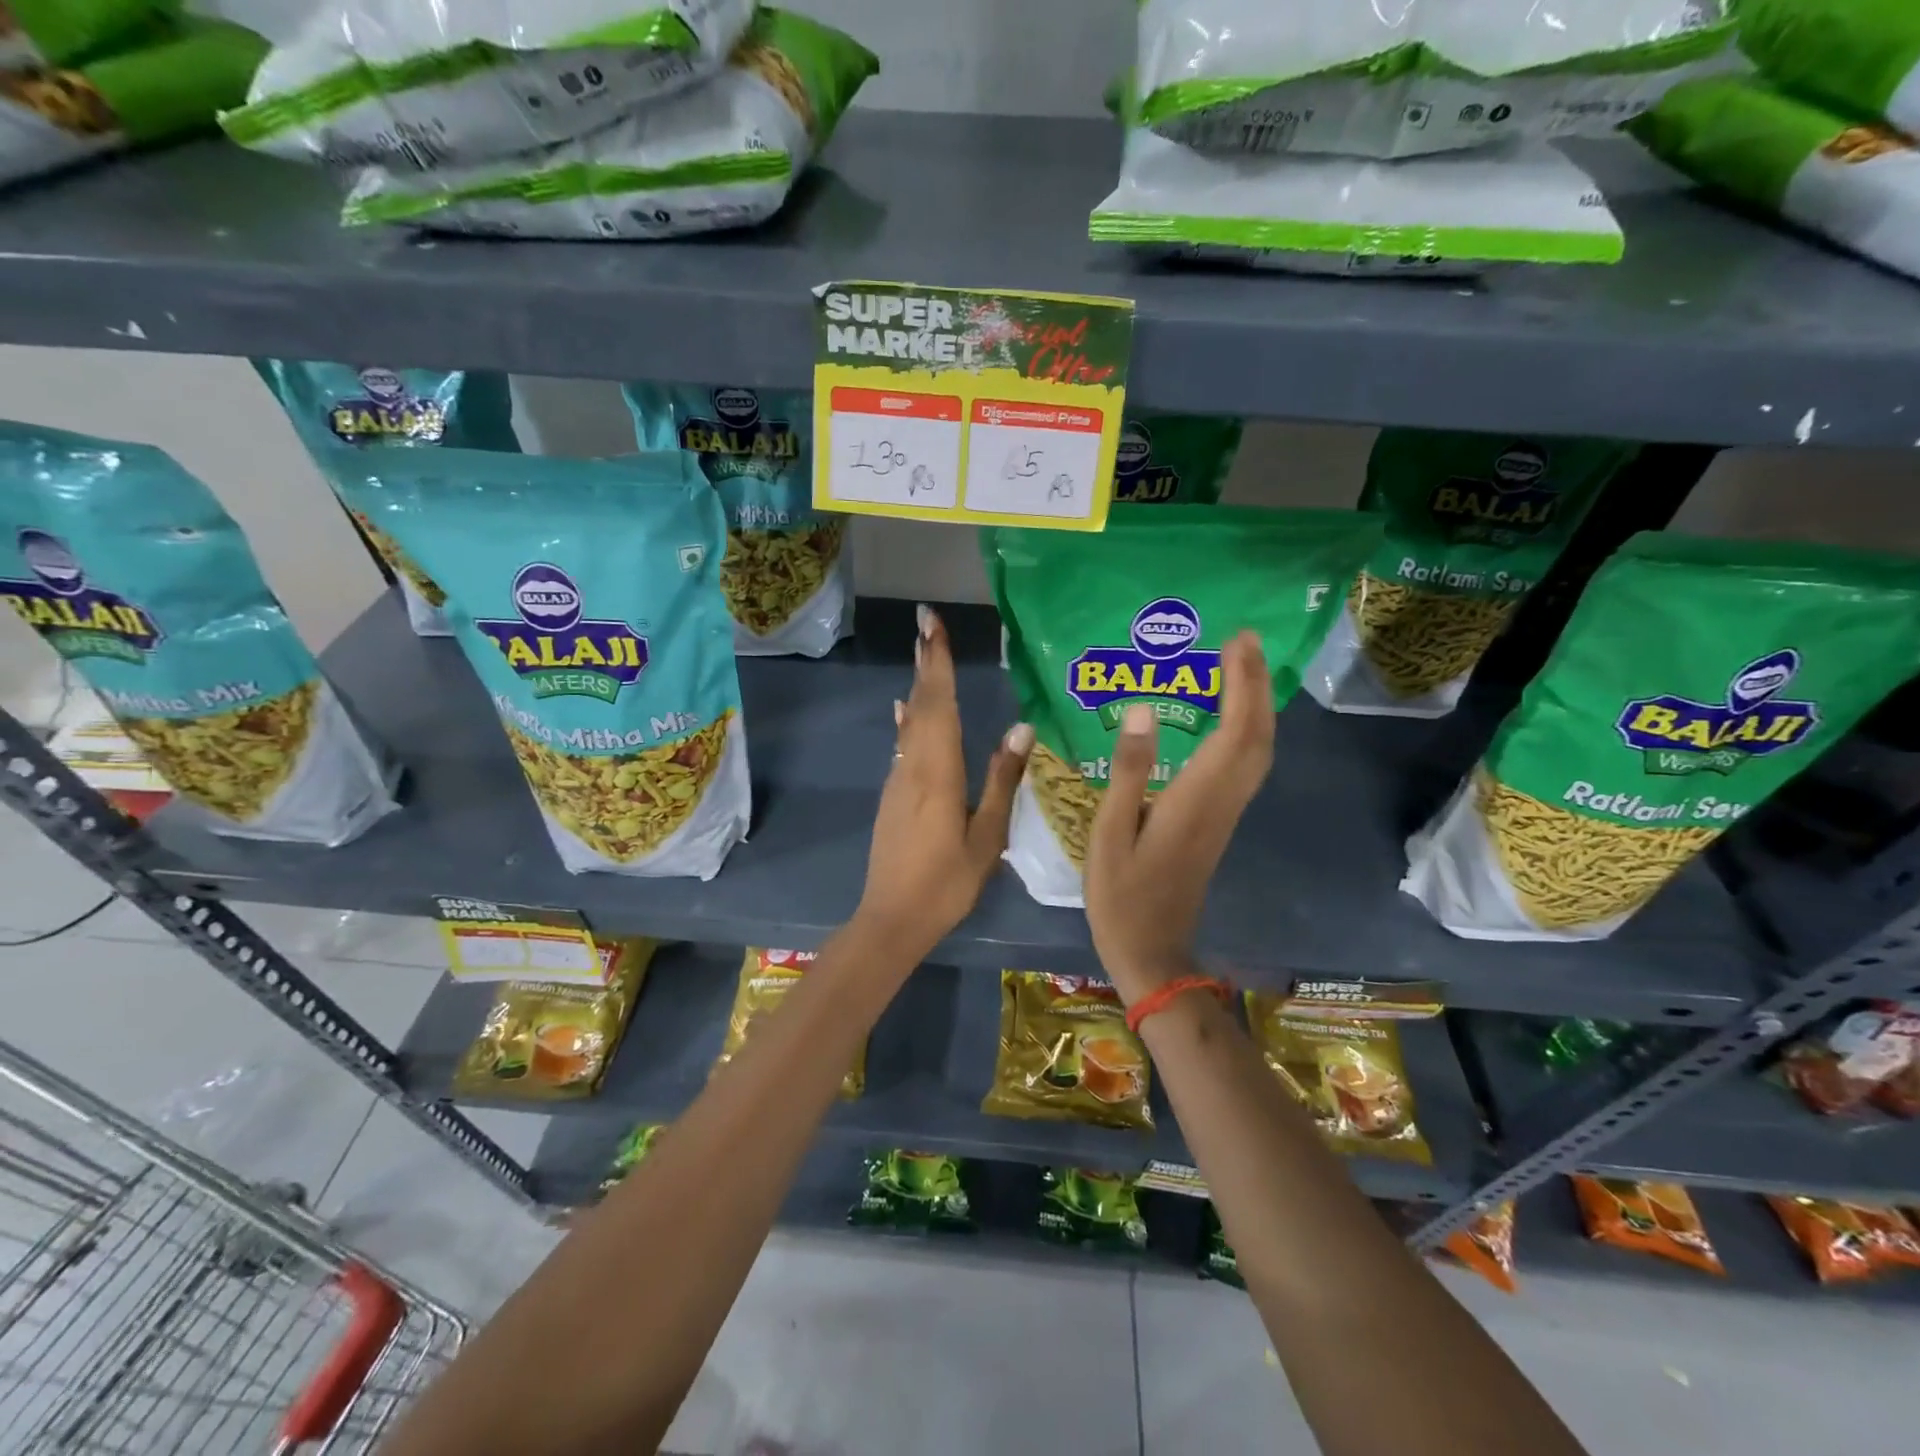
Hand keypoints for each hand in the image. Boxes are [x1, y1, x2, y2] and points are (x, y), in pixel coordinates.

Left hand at [855, 604, 1033, 957]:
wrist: (891, 918)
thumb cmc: (947, 882)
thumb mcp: (986, 836)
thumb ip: (1002, 780)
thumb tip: (1022, 726)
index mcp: (939, 772)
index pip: (939, 705)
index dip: (937, 663)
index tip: (932, 624)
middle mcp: (913, 766)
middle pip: (921, 705)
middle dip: (926, 663)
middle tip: (928, 625)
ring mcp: (898, 780)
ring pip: (910, 724)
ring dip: (919, 687)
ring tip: (925, 655)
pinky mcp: (893, 795)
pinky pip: (904, 745)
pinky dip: (910, 720)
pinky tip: (908, 712)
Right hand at [1085, 630, 1274, 1002]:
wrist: (1153, 952)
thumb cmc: (1122, 896)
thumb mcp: (1110, 833)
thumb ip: (1129, 771)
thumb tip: (1143, 709)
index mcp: (1195, 800)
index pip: (1234, 732)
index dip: (1242, 684)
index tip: (1238, 642)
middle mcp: (1221, 802)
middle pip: (1258, 737)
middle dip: (1258, 685)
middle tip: (1246, 642)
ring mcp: (1224, 814)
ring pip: (1258, 752)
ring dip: (1257, 707)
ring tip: (1242, 668)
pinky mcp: (1218, 823)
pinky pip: (1246, 767)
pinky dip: (1247, 732)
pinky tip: (1230, 719)